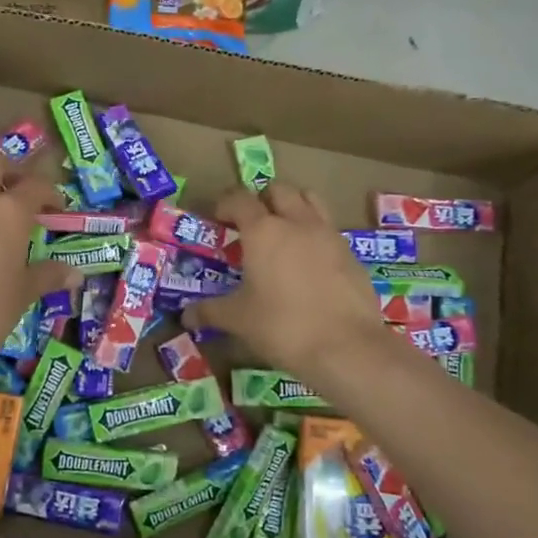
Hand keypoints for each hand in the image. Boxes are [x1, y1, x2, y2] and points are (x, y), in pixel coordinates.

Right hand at [183, 184, 387, 380]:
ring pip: (311, 201)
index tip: (217, 219)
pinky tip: (309, 264)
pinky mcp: (351, 254)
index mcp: (263, 231)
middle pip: (280, 190)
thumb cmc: (283, 326)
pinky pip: (329, 230)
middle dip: (262, 199)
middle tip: (251, 224)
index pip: (239, 199)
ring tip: (283, 233)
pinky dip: (315, 235)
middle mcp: (297, 222)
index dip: (225, 204)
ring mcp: (329, 235)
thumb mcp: (238, 320)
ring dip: (294, 207)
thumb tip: (186, 315)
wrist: (347, 347)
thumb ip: (210, 311)